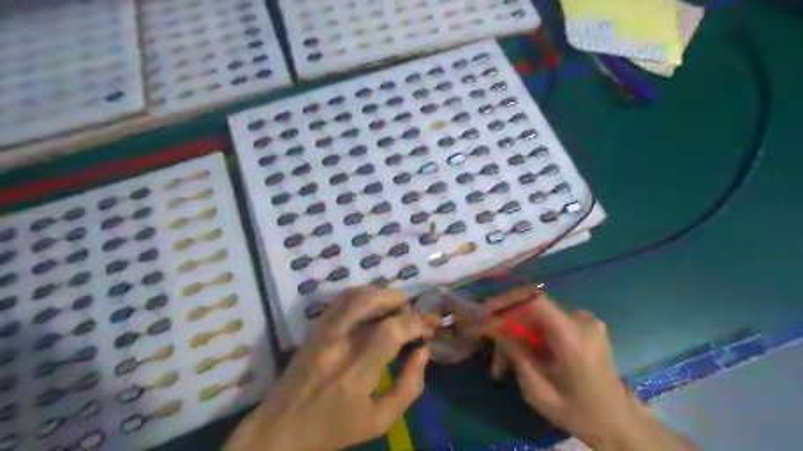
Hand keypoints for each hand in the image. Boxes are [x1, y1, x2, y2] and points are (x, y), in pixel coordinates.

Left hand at [222, 288, 436, 449]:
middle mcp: (337, 343)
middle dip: (400, 301)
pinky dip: (364, 295)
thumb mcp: (380, 420)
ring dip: (382, 295)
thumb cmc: (334, 429)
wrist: (281, 429)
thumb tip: (423, 351)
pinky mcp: (315, 327)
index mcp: (355, 372)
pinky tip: (374, 308)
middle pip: (371, 301)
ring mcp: (323, 331)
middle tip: (413, 315)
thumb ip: (409, 386)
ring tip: (397, 309)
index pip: (391, 331)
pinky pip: (341, 299)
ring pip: (355, 294)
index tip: (429, 327)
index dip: (416, 322)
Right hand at [482, 285, 704, 450]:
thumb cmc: (579, 413)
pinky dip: (529, 333)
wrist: (619, 421)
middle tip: (486, 341)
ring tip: (501, 362)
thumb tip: (492, 327)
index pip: (536, 302)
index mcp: (575, 339)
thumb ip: (516, 354)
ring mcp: (585, 320)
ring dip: (515, 330)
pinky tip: (520, 354)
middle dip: (505, 321)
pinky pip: (547, 320)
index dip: (506, 302)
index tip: (484, 315)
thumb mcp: (539, 391)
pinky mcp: (583, 324)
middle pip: (532, 307)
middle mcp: (582, 321)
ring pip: (536, 314)